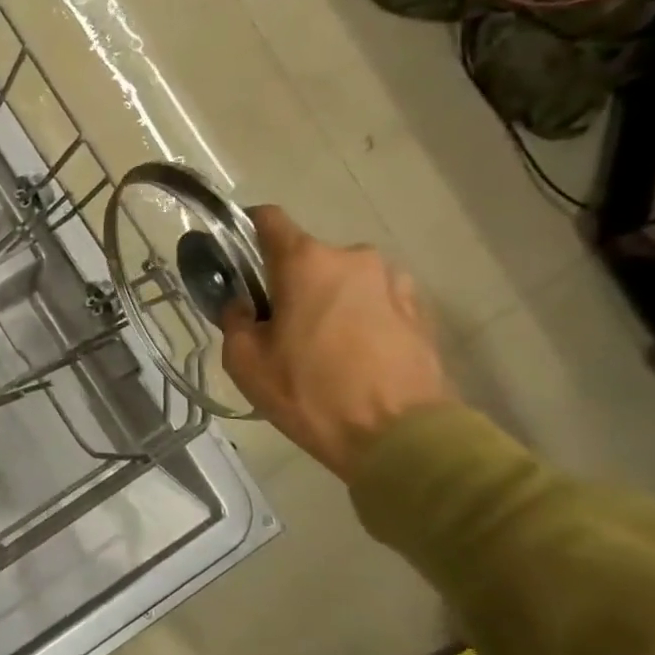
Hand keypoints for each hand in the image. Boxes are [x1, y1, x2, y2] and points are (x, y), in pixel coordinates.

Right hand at [221, 206, 454, 481]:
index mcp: (306, 262)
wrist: (399, 436)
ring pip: (343, 280)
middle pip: (307, 257)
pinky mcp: (420, 309)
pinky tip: (353, 355)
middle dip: (288, 282)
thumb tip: (243, 305)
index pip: (268, 219)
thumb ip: (235, 321)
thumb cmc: (309, 393)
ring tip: (320, 347)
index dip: (245, 229)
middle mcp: (353, 257)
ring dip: (326, 300)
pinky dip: (358, 317)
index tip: (234, 254)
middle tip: (276, 326)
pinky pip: (374, 301)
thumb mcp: (245, 362)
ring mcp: (393, 281)